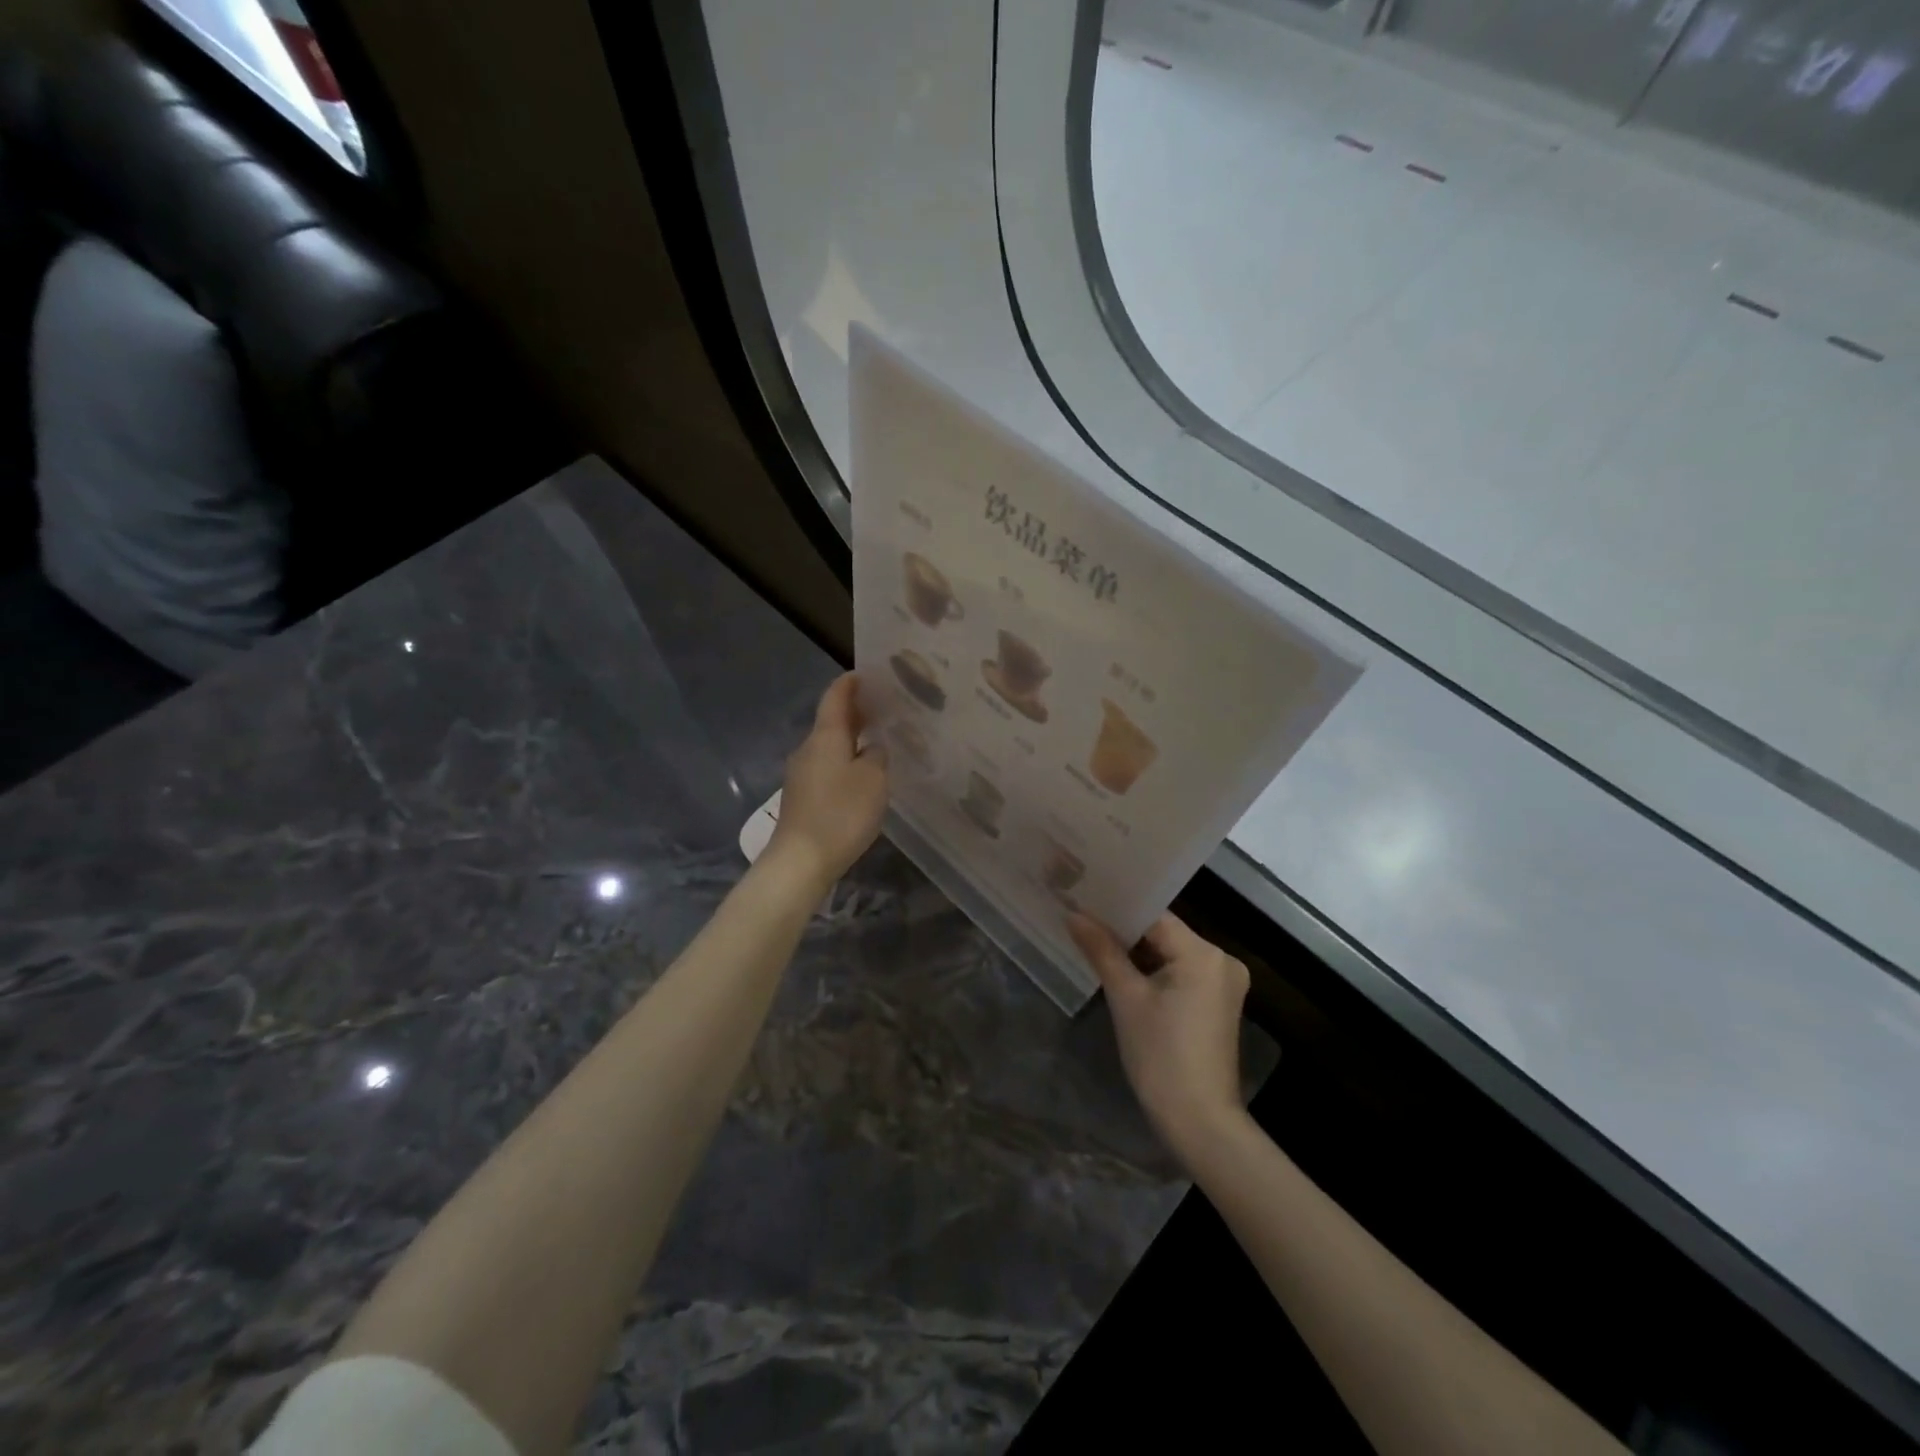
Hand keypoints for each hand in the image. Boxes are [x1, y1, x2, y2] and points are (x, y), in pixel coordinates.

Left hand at [767, 673, 889, 890]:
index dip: (849, 684)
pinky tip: (860, 775)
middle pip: (831, 722)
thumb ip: (877, 756)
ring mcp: (800, 774)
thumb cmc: (841, 813)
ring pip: (828, 747)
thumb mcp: (874, 780)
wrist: (800, 860)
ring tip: (876, 741)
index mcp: (825, 736)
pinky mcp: (801, 798)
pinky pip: (826, 768)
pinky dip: (844, 762)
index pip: (835, 698)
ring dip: (850, 740)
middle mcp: (808, 749)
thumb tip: (872, 749)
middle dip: (854, 712)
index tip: (864, 674)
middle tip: (881, 708)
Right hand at [1069, 911, 1250, 1159]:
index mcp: (1203, 953)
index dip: (1117, 907)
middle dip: (1125, 930)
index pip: (1153, 915)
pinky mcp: (1218, 1002)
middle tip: (1082, 918)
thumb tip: (1073, 914)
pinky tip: (1123, 970)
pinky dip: (1155, 971)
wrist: (1199, 1122)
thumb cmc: (1160, 1056)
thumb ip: (1101, 950)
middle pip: (1164, 932)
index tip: (1083, 899)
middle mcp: (1221, 960)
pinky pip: (1181, 972)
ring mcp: (1224, 983)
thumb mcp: (1125, 998)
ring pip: (1171, 952)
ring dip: (1138, 951)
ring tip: (1095, 940)